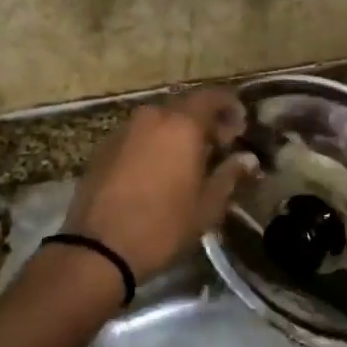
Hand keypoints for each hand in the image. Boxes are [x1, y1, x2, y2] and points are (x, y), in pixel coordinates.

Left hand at [60, 88, 257, 285]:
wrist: (98, 249)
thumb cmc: (163, 226)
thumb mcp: (207, 205)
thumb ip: (229, 175)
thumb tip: (248, 159)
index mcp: (181, 124)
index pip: (212, 96)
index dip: (230, 106)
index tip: (241, 127)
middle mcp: (151, 117)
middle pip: (184, 107)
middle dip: (204, 122)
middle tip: (218, 147)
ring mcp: (123, 131)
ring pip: (158, 121)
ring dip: (177, 133)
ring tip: (188, 162)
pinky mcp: (102, 149)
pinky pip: (137, 137)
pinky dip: (153, 145)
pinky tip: (157, 172)